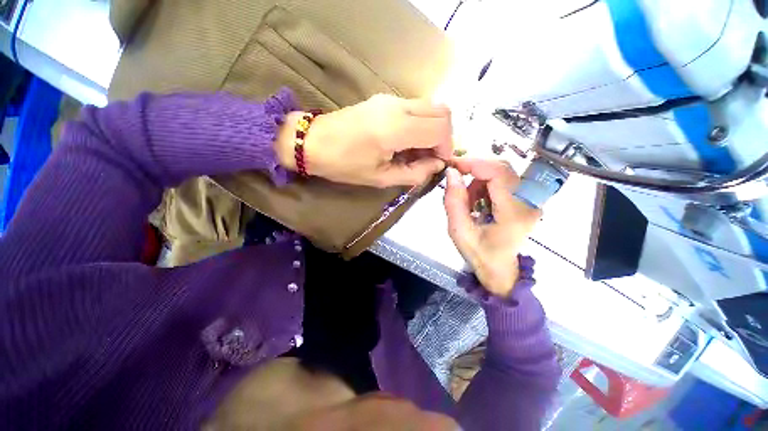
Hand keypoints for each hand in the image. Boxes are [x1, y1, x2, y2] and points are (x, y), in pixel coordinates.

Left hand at [276, 94, 452, 187]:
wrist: (313, 141)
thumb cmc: (344, 165)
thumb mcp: (381, 178)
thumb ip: (414, 173)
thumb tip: (437, 165)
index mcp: (395, 128)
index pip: (440, 128)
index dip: (446, 147)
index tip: (437, 163)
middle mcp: (398, 107)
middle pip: (443, 111)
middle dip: (444, 136)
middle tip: (431, 157)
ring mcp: (391, 99)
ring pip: (431, 106)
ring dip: (433, 129)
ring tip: (419, 151)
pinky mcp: (385, 99)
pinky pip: (416, 107)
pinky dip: (422, 124)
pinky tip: (408, 141)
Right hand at [444, 159, 540, 296]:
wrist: (499, 269)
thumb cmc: (479, 254)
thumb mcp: (459, 231)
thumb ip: (454, 201)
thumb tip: (452, 172)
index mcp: (514, 213)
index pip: (499, 174)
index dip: (475, 163)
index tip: (454, 164)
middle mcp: (528, 203)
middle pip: (503, 169)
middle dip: (475, 168)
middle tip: (456, 175)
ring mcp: (529, 201)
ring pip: (502, 172)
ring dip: (479, 179)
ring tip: (467, 200)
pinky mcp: (525, 200)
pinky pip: (503, 181)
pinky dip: (485, 185)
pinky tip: (477, 200)